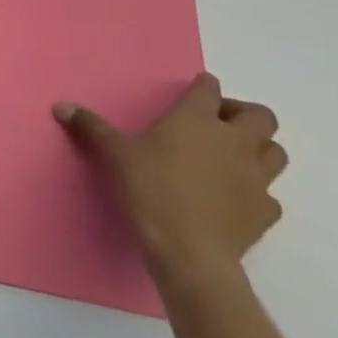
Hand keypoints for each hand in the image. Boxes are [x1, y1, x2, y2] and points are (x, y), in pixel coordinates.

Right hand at [55, 74, 286, 282]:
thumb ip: (90, 126)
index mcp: (197, 119)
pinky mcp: (264, 212)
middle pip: (261, 116)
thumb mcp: (113, 153)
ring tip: (232, 156)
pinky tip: (235, 197)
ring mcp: (256, 178)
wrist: (189, 251)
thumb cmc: (150, 188)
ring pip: (276, 153)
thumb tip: (60, 106)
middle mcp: (234, 142)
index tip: (194, 91)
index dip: (203, 87)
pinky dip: (257, 191)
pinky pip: (270, 195)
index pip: (210, 89)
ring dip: (259, 149)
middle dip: (244, 114)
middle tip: (218, 123)